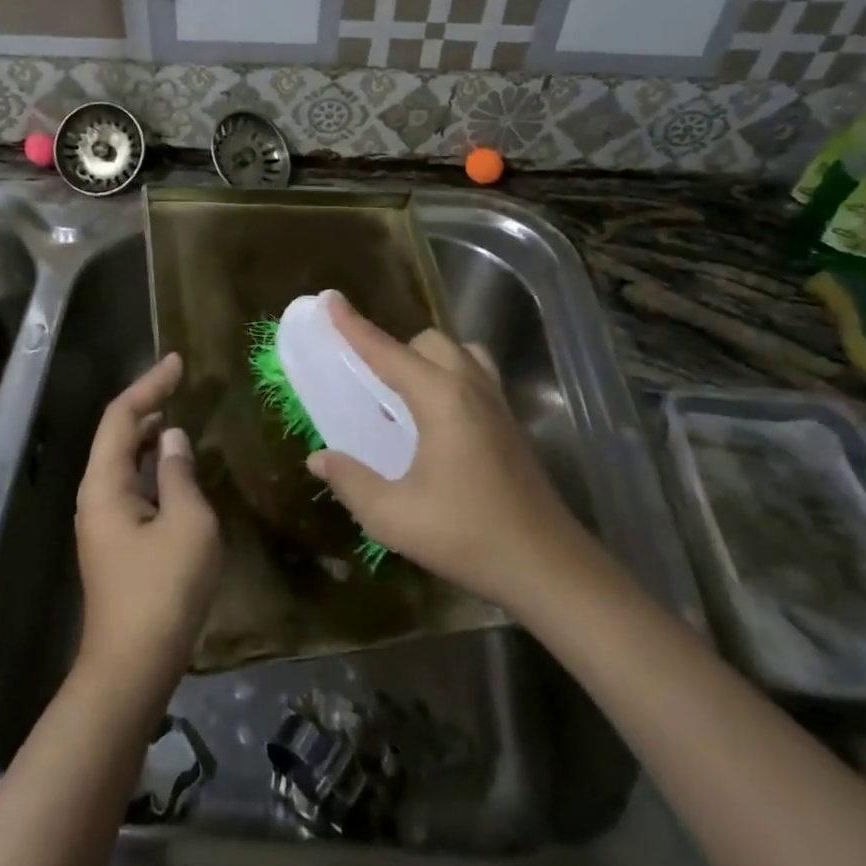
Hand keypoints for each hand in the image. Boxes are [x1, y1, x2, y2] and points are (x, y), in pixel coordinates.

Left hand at [74, 353, 221, 704]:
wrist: (133, 666)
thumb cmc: (162, 590)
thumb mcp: (186, 523)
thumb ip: (180, 474)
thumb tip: (174, 439)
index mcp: (105, 484)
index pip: (122, 416)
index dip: (149, 384)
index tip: (178, 362)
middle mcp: (96, 496)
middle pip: (118, 435)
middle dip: (147, 404)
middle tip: (180, 383)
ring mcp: (103, 522)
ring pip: (124, 462)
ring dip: (150, 436)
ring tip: (180, 415)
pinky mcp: (116, 543)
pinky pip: (132, 486)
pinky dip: (153, 466)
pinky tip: (175, 469)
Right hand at [306, 296, 597, 611]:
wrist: (547, 566)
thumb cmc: (467, 536)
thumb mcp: (393, 516)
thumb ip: (350, 481)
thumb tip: (318, 459)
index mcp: (440, 399)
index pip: (386, 351)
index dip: (354, 326)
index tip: (330, 299)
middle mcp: (470, 388)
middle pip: (428, 342)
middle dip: (394, 349)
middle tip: (369, 383)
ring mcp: (497, 403)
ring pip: (458, 353)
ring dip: (427, 360)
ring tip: (405, 396)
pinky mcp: (510, 422)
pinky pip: (476, 374)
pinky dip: (449, 376)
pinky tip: (437, 420)